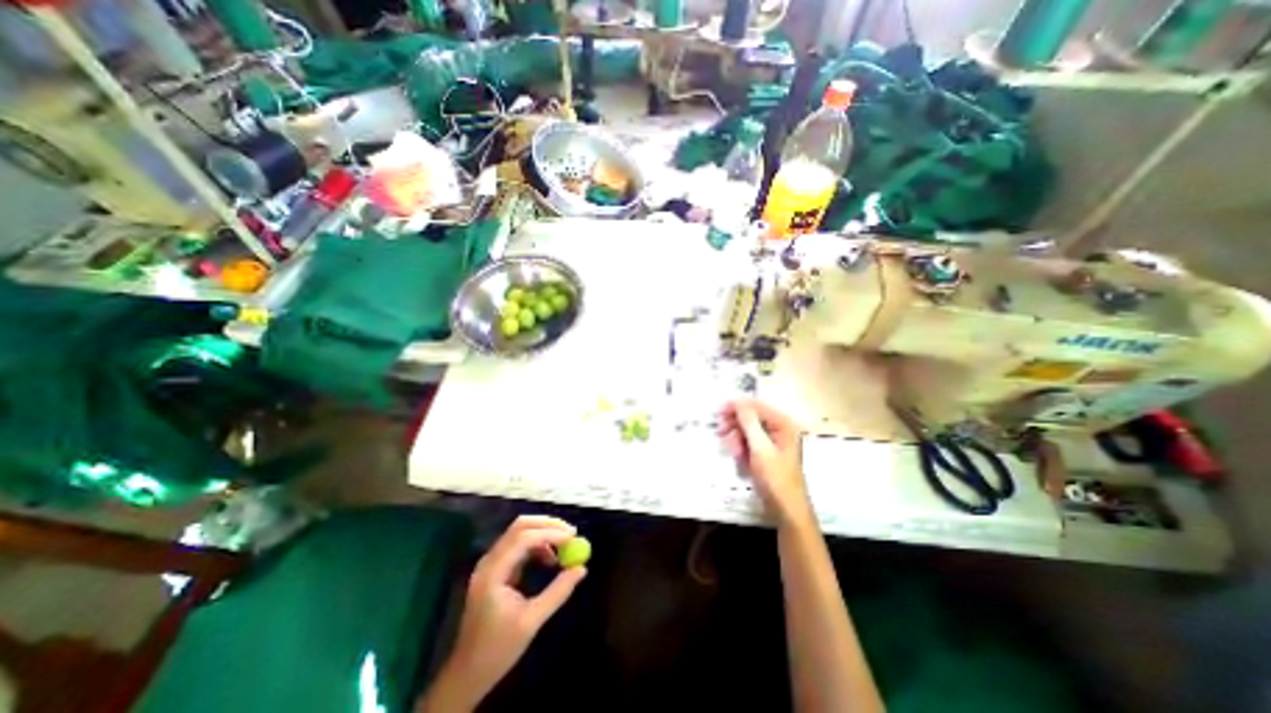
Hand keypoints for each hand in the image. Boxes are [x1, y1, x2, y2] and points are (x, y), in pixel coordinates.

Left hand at [428, 512, 580, 708]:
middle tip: (571, 532)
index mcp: (493, 572)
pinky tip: (550, 559)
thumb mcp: (532, 621)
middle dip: (548, 525)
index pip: (523, 538)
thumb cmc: (498, 649)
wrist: (468, 673)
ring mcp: (491, 563)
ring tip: (564, 548)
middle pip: (520, 526)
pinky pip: (519, 545)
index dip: (550, 533)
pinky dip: (537, 545)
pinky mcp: (496, 568)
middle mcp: (490, 561)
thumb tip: (581, 569)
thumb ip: (558, 591)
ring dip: (543, 534)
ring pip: (520, 532)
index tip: (573, 536)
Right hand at [714, 397, 812, 526]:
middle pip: (750, 417)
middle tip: (720, 432)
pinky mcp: (765, 453)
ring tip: (734, 453)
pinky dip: (741, 449)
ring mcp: (772, 442)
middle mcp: (779, 429)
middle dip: (735, 425)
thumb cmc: (776, 478)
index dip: (737, 406)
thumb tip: (738, 401)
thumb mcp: (760, 448)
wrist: (786, 510)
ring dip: (737, 439)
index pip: (756, 406)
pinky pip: (748, 443)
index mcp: (782, 424)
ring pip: (747, 431)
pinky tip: (740, 459)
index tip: (718, 411)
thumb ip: (749, 422)